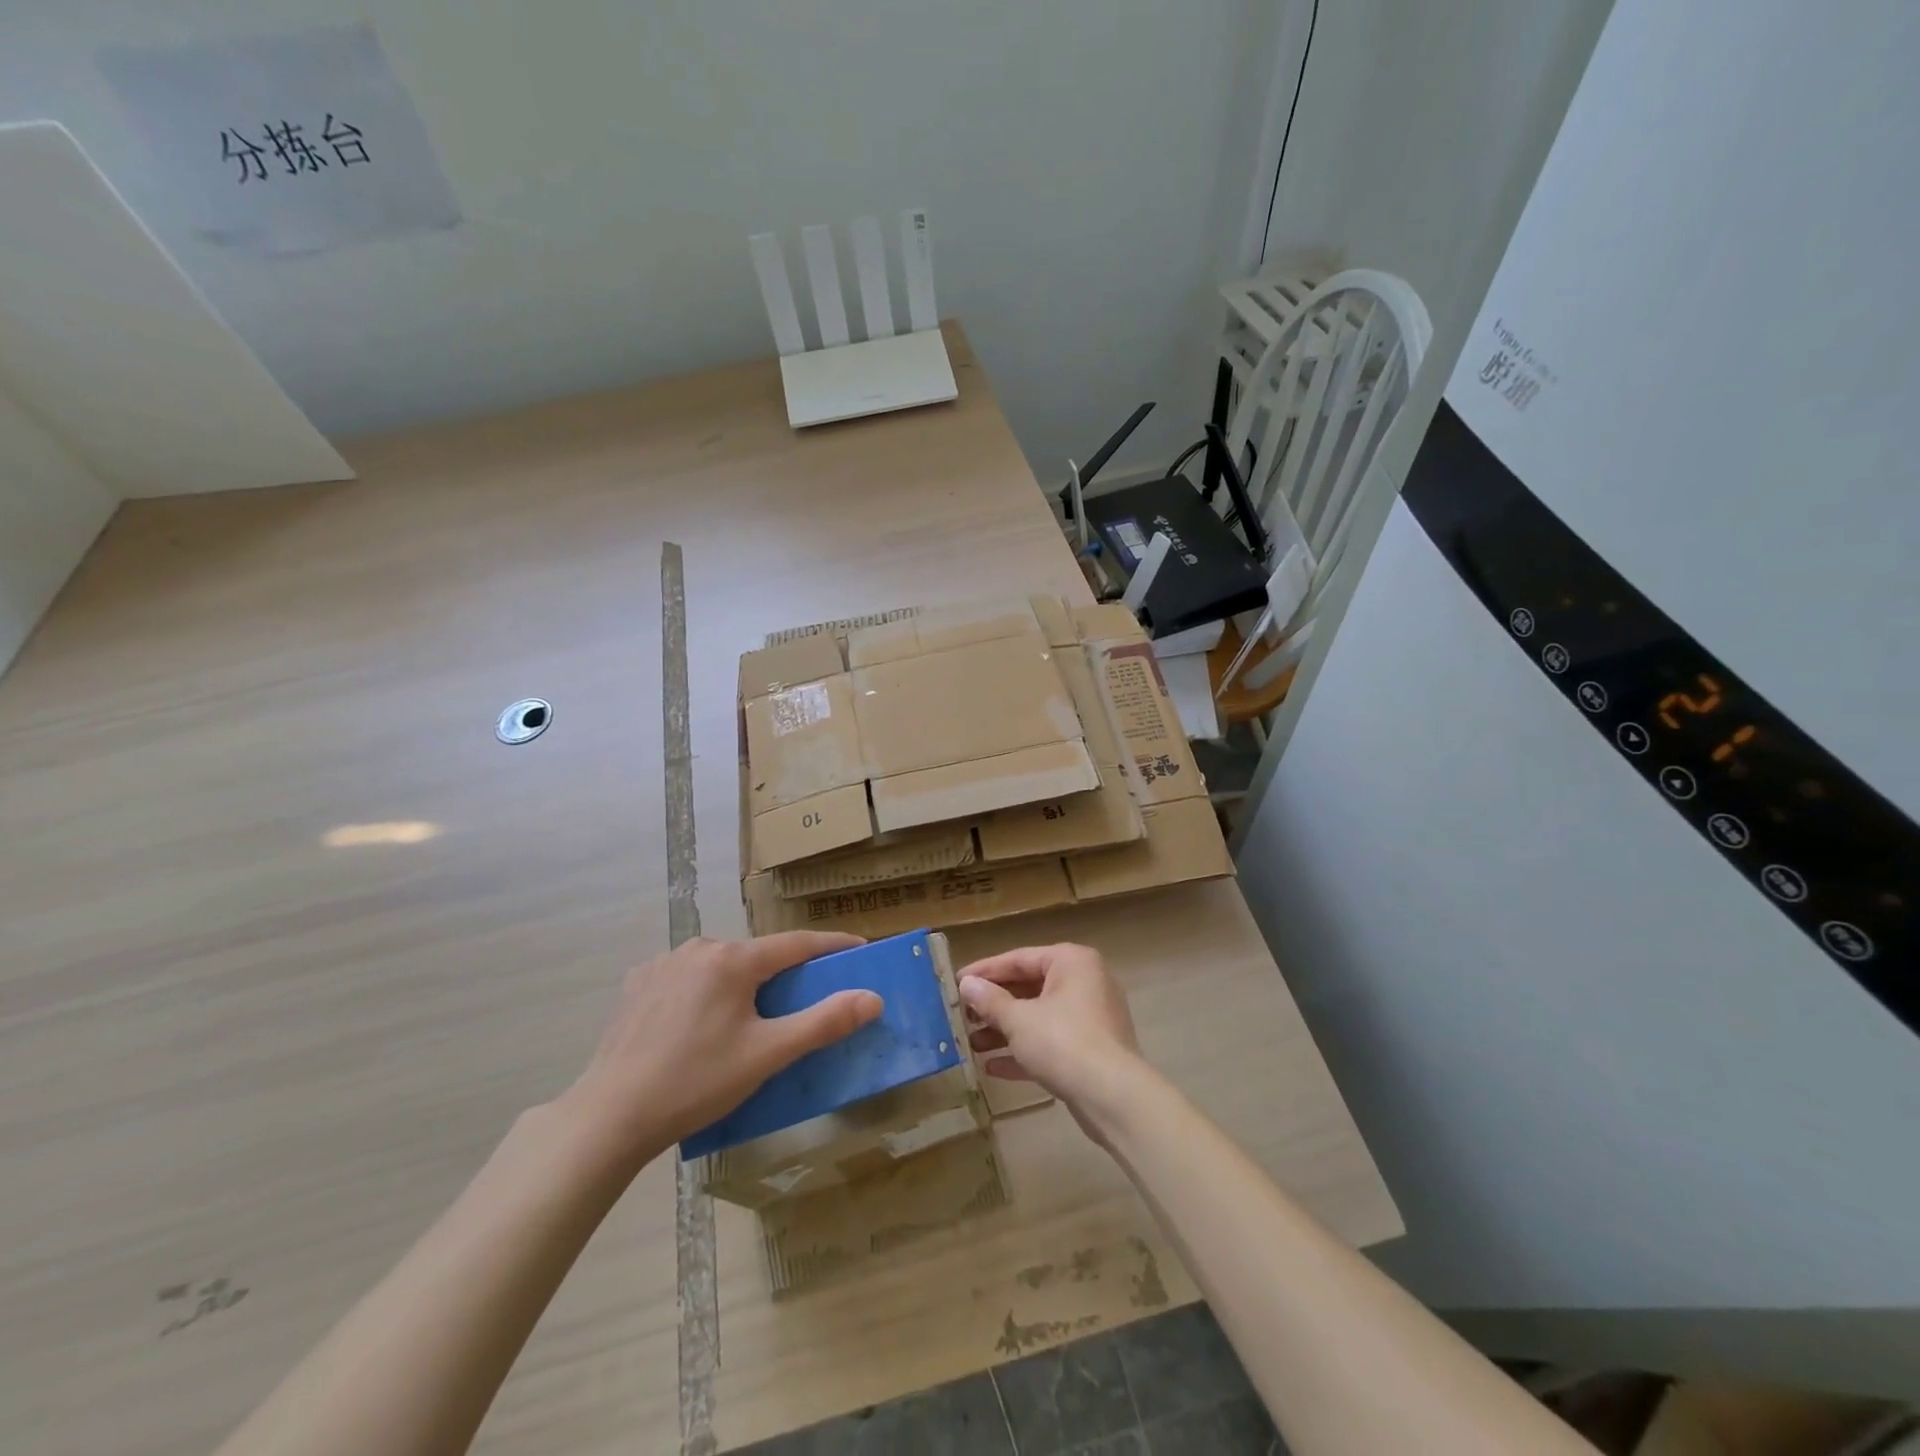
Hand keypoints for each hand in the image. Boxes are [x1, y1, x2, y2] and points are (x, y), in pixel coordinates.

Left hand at [562, 932, 881, 1164]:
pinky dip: (707, 991)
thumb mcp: (768, 1055)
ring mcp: (664, 962)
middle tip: (806, 998)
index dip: (831, 946)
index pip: (797, 944)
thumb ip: (823, 1022)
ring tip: (751, 1017)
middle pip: (757, 955)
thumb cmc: (697, 1083)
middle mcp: (699, 947)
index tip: (859, 949)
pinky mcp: (638, 983)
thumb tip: (872, 998)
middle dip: (785, 972)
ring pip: (721, 966)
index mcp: (733, 959)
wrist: (610, 1116)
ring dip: (743, 982)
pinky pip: (689, 977)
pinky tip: (702, 1022)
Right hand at [958, 943, 1143, 1141]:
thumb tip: (967, 984)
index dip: (985, 971)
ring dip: (1005, 1030)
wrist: (1114, 1098)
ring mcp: (1090, 1017)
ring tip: (972, 1044)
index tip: (955, 982)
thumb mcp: (1019, 1020)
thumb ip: (990, 1001)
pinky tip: (992, 1067)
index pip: (1019, 958)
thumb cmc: (1063, 1043)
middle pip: (1029, 987)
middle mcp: (1084, 982)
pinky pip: (1051, 1042)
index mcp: (1071, 962)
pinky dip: (1025, 1051)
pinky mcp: (1091, 1050)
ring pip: (1039, 1017)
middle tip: (962, 1016)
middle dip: (994, 1005)